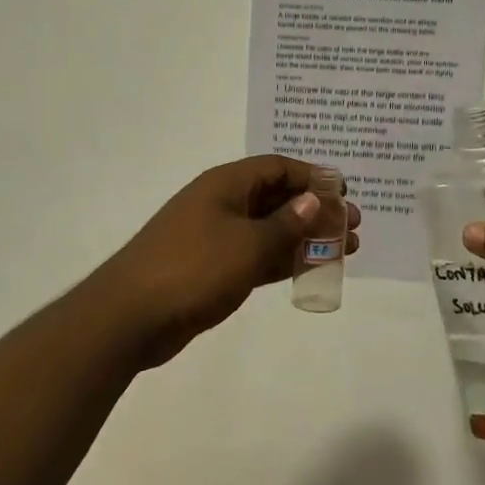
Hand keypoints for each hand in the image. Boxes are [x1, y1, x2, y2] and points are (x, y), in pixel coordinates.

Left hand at [95, 155, 359, 367]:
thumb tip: (315, 199)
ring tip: (347, 249)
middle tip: (353, 226)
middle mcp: (222, 203)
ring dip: (306, 236)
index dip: (313, 177)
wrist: (131, 316)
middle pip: (277, 197)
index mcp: (226, 184)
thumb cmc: (192, 268)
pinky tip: (312, 268)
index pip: (277, 168)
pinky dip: (284, 259)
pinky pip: (258, 255)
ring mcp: (216, 237)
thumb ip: (286, 224)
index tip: (345, 193)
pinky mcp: (213, 268)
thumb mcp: (247, 244)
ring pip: (271, 229)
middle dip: (316, 209)